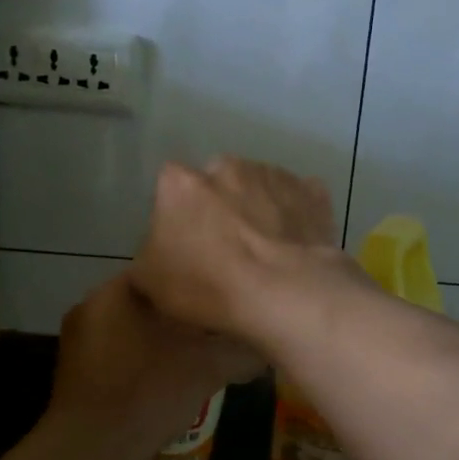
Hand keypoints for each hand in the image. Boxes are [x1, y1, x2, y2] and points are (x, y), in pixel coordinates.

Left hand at [45, 271, 259, 459]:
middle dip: (185, 311)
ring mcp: (79, 339)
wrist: (89, 452)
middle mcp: (91, 305)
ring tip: (201, 350)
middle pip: (151, 298)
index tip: (227, 295)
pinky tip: (170, 375)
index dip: (200, 281)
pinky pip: (120, 350)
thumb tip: (268, 345)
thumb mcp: (207, 369)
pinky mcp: (78, 370)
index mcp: (115, 291)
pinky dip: (146, 356)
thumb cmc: (147, 394)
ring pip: (136, 325)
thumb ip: (242, 351)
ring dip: (166, 336)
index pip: (166, 267)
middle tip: (220, 324)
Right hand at [129, 156, 343, 342]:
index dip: (177, 215)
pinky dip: (294, 217)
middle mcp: (226, 166)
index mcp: (181, 183)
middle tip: (226, 249)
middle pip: (216, 183)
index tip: (185, 243)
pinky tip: (294, 246)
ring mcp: (273, 175)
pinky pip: (297, 200)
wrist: (286, 293)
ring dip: (257, 210)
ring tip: (265, 252)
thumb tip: (156, 255)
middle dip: (219, 207)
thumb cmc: (209, 286)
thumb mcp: (150, 283)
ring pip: (258, 188)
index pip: (169, 188)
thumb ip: (147, 257)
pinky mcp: (312, 192)